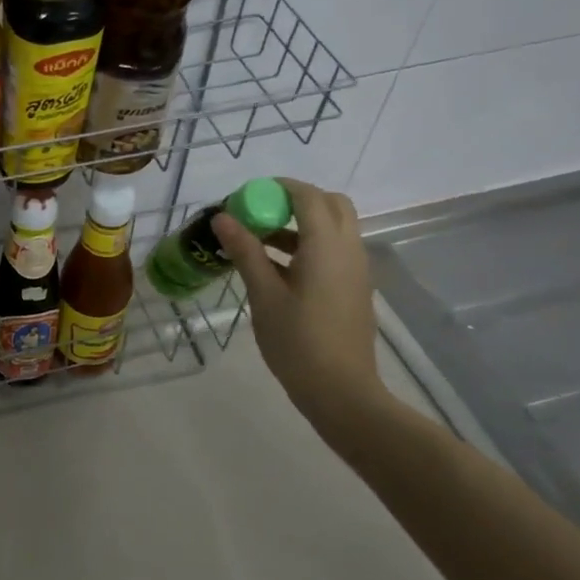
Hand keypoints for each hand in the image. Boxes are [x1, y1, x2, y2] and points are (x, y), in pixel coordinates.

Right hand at [213, 179, 394, 448]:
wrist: (342, 392)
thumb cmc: (298, 342)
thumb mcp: (264, 295)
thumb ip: (246, 251)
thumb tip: (222, 217)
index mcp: (327, 246)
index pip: (307, 196)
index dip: (277, 188)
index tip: (245, 197)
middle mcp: (349, 249)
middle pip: (330, 204)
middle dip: (295, 200)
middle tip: (260, 214)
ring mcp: (356, 270)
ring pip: (334, 227)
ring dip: (300, 223)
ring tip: (259, 242)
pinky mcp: (354, 288)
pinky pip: (334, 250)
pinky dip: (309, 245)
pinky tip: (277, 270)